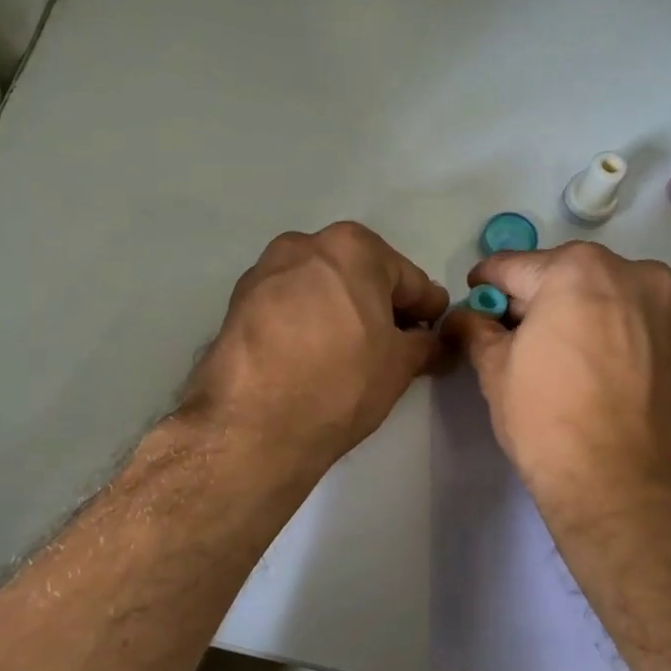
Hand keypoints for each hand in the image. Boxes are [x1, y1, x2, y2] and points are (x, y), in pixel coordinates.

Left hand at [182, 222, 448, 470]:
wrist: (251, 425)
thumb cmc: (340, 383)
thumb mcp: (399, 366)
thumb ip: (425, 344)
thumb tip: (432, 342)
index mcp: (352, 248)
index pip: (408, 279)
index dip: (427, 310)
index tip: (433, 334)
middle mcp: (304, 245)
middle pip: (359, 275)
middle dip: (379, 306)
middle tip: (392, 347)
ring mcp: (264, 271)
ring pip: (319, 288)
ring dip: (339, 311)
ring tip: (347, 355)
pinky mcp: (237, 302)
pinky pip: (287, 306)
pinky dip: (304, 322)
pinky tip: (309, 357)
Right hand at [442, 242, 670, 526]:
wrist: (631, 490)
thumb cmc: (550, 421)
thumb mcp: (495, 371)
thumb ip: (475, 331)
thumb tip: (463, 318)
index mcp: (578, 270)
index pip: (512, 266)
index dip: (483, 287)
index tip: (471, 306)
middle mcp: (630, 274)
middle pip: (561, 276)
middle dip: (530, 301)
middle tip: (506, 338)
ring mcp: (663, 307)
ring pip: (598, 297)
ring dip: (568, 315)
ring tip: (548, 359)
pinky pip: (626, 322)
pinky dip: (601, 333)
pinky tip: (584, 371)